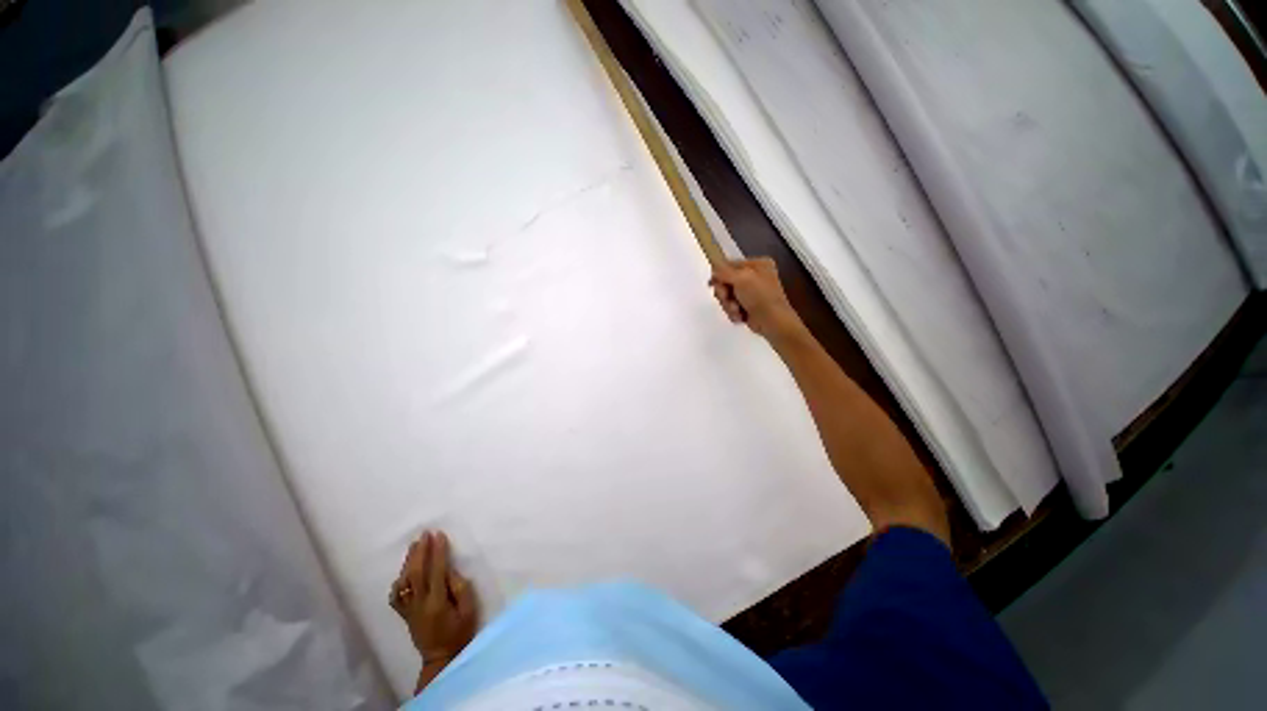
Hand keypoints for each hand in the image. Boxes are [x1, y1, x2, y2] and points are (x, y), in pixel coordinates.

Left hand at [389, 531, 477, 667]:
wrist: (441, 658)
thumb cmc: (460, 632)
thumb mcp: (469, 610)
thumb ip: (460, 588)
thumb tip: (449, 571)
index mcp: (437, 602)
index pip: (436, 571)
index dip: (437, 552)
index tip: (439, 535)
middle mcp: (419, 605)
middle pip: (415, 574)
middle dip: (420, 552)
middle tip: (424, 534)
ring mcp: (409, 610)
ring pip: (404, 583)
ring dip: (408, 562)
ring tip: (414, 545)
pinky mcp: (405, 615)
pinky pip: (396, 597)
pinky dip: (398, 582)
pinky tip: (403, 573)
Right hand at [709, 258, 804, 341]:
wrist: (773, 322)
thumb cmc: (760, 296)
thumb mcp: (741, 278)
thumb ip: (723, 270)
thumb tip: (712, 266)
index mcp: (757, 265)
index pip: (730, 265)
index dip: (719, 275)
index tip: (712, 284)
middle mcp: (754, 277)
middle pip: (726, 282)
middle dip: (724, 293)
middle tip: (726, 298)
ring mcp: (751, 294)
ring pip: (727, 297)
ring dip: (728, 305)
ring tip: (736, 310)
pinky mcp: (748, 308)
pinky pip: (731, 307)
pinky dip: (734, 313)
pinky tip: (740, 316)